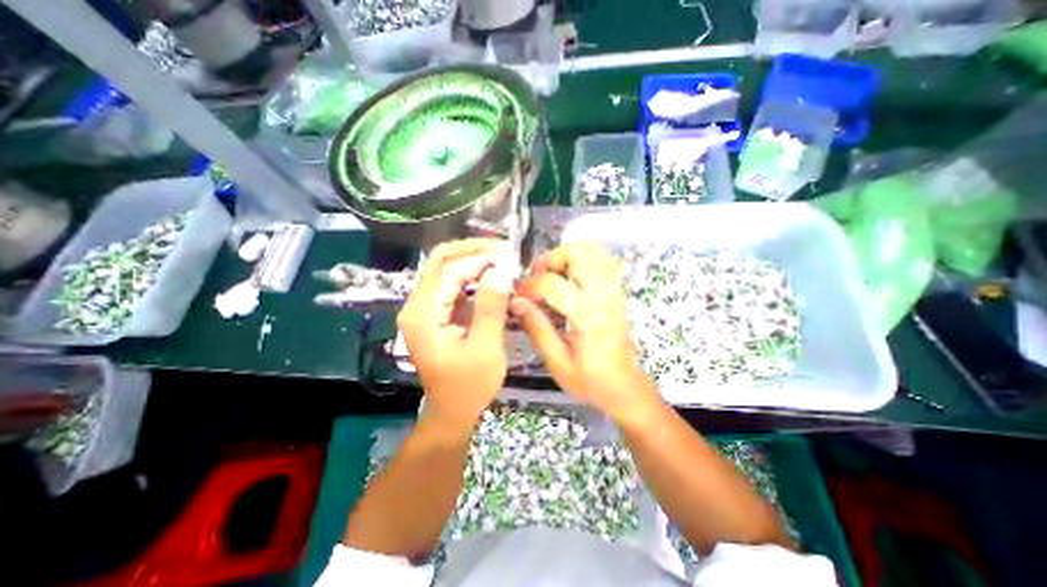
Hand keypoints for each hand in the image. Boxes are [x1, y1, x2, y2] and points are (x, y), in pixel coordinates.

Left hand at [397, 235, 513, 431]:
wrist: (452, 410)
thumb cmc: (469, 385)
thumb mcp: (485, 348)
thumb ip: (490, 308)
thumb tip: (500, 270)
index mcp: (424, 314)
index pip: (450, 270)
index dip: (479, 259)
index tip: (509, 258)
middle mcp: (417, 305)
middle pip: (442, 262)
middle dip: (473, 250)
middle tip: (504, 250)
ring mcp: (424, 308)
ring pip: (447, 269)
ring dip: (474, 261)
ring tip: (502, 261)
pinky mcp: (435, 312)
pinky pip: (452, 284)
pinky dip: (473, 276)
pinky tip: (492, 276)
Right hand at [513, 240, 657, 423]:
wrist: (625, 387)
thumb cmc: (590, 380)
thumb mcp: (557, 362)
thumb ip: (537, 328)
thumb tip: (516, 302)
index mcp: (586, 315)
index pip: (553, 284)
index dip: (530, 286)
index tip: (519, 296)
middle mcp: (603, 296)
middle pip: (578, 253)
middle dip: (551, 258)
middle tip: (537, 276)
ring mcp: (613, 291)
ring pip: (593, 251)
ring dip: (567, 256)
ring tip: (552, 274)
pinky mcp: (617, 292)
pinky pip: (603, 260)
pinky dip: (584, 259)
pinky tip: (571, 275)